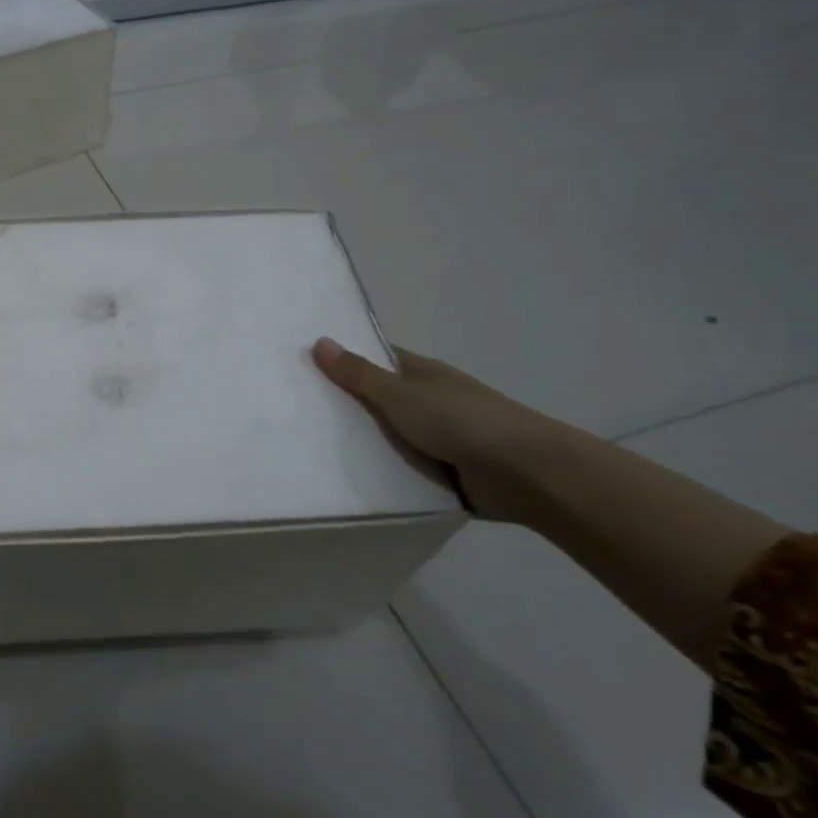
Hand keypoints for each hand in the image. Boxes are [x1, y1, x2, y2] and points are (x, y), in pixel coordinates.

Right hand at [310, 338, 552, 523]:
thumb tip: (320, 341)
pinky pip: (400, 467)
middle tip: (293, 408)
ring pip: (386, 435)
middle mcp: (427, 401)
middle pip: (376, 399)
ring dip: (360, 441)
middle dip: (343, 404)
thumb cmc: (462, 421)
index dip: (344, 358)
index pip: (375, 358)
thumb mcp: (401, 395)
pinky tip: (344, 476)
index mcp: (421, 374)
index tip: (303, 363)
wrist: (524, 473)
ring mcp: (436, 437)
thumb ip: (359, 374)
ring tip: (306, 446)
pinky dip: (379, 470)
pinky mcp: (441, 471)